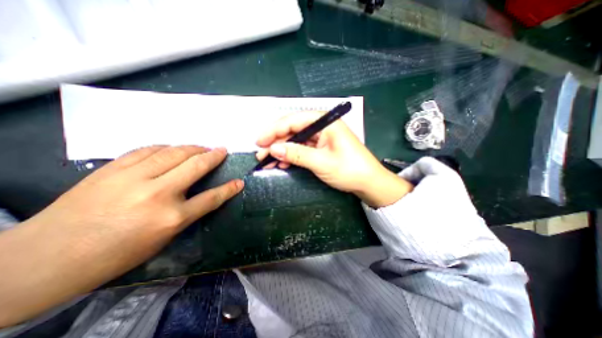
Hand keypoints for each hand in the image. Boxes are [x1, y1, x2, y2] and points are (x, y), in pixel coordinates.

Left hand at [0, 146, 243, 326]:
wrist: (47, 257)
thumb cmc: (117, 254)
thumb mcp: (163, 239)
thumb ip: (187, 214)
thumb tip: (203, 196)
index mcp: (171, 218)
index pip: (211, 198)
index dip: (228, 189)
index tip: (239, 181)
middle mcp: (157, 194)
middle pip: (195, 166)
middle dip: (214, 156)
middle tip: (222, 150)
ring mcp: (133, 178)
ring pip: (174, 153)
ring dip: (193, 148)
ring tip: (202, 147)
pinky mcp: (113, 169)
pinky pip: (148, 150)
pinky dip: (166, 147)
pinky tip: (172, 148)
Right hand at [253, 113, 414, 206]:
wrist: (369, 183)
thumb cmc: (349, 170)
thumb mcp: (321, 162)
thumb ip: (297, 154)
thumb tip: (273, 149)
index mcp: (326, 123)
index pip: (294, 120)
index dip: (274, 130)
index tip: (260, 141)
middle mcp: (322, 127)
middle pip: (293, 130)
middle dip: (276, 142)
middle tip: (261, 153)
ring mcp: (322, 138)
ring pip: (296, 141)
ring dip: (282, 151)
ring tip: (268, 161)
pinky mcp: (321, 148)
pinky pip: (302, 149)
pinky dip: (291, 156)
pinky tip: (282, 163)